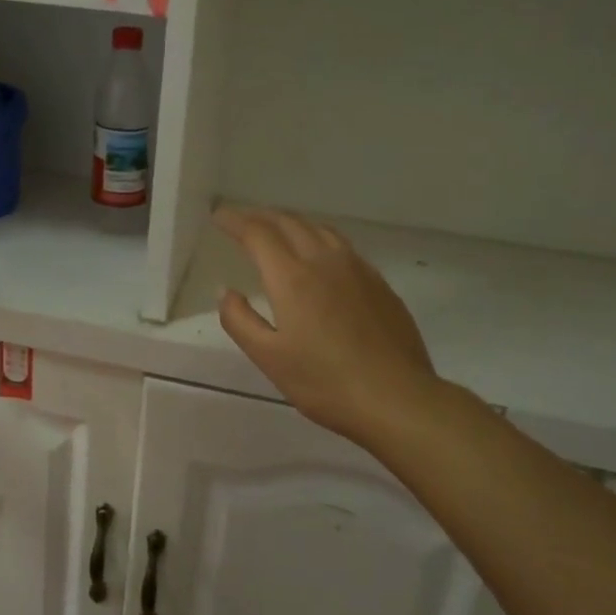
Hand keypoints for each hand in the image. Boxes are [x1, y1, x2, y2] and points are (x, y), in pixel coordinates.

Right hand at [216, 207, 446, 450]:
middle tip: (241, 218)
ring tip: (276, 228)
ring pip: (319, 229)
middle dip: (261, 216)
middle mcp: (325, 261)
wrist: (397, 398)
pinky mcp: (379, 284)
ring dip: (292, 222)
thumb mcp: (268, 358)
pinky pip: (342, 246)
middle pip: (289, 223)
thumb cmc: (325, 382)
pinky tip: (319, 255)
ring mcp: (357, 269)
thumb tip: (226, 291)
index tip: (218, 216)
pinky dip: (318, 237)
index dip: (235, 221)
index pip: (257, 234)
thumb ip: (239, 320)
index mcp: (292, 277)